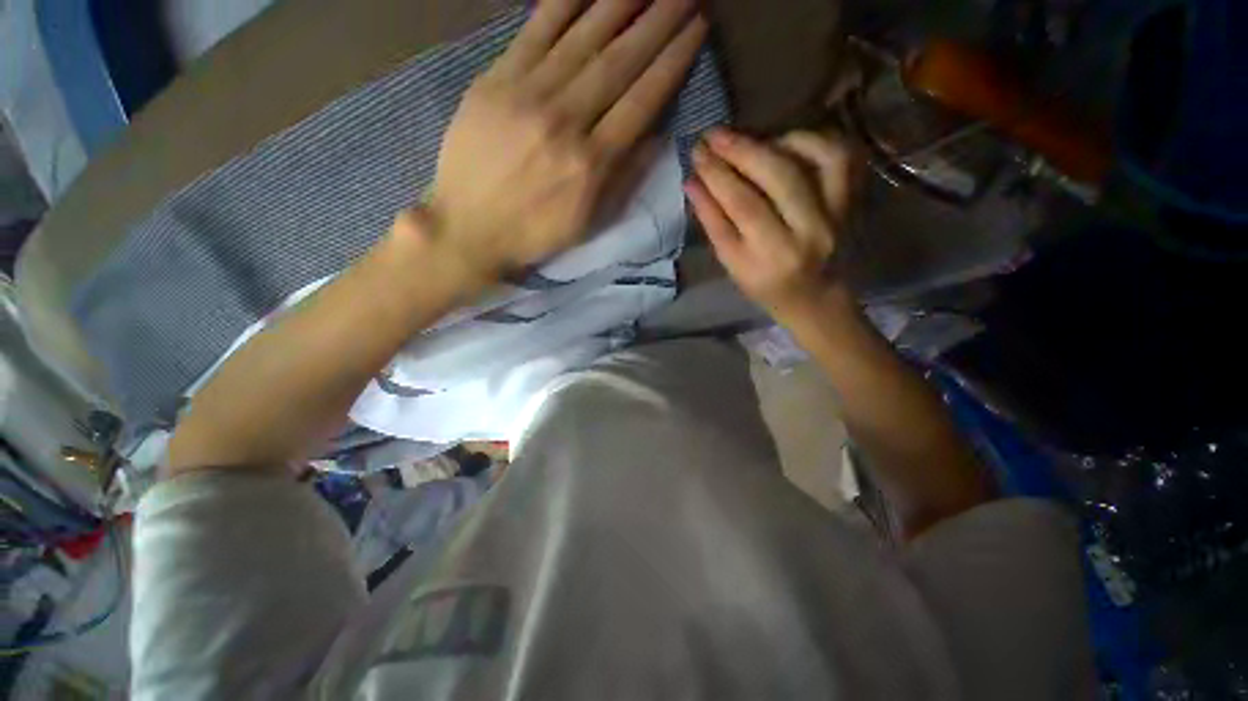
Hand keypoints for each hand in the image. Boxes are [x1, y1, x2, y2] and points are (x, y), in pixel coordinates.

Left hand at [412, 0, 708, 284]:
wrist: (470, 227)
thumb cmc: (536, 232)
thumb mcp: (590, 222)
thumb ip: (625, 179)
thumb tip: (658, 136)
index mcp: (592, 162)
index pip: (642, 100)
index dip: (672, 62)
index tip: (696, 29)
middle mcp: (566, 120)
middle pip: (620, 61)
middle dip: (658, 22)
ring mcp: (529, 94)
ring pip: (584, 37)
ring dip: (621, 2)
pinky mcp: (497, 79)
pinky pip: (536, 30)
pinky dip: (565, 1)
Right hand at [685, 128, 857, 321]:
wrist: (816, 298)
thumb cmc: (767, 288)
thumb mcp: (733, 266)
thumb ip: (714, 225)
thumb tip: (693, 183)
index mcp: (771, 258)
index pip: (740, 206)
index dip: (716, 175)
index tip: (696, 153)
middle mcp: (808, 234)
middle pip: (774, 178)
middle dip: (739, 151)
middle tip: (713, 135)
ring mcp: (837, 214)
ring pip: (812, 159)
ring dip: (774, 141)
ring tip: (747, 141)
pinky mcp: (854, 200)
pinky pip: (840, 156)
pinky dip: (811, 140)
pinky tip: (785, 141)